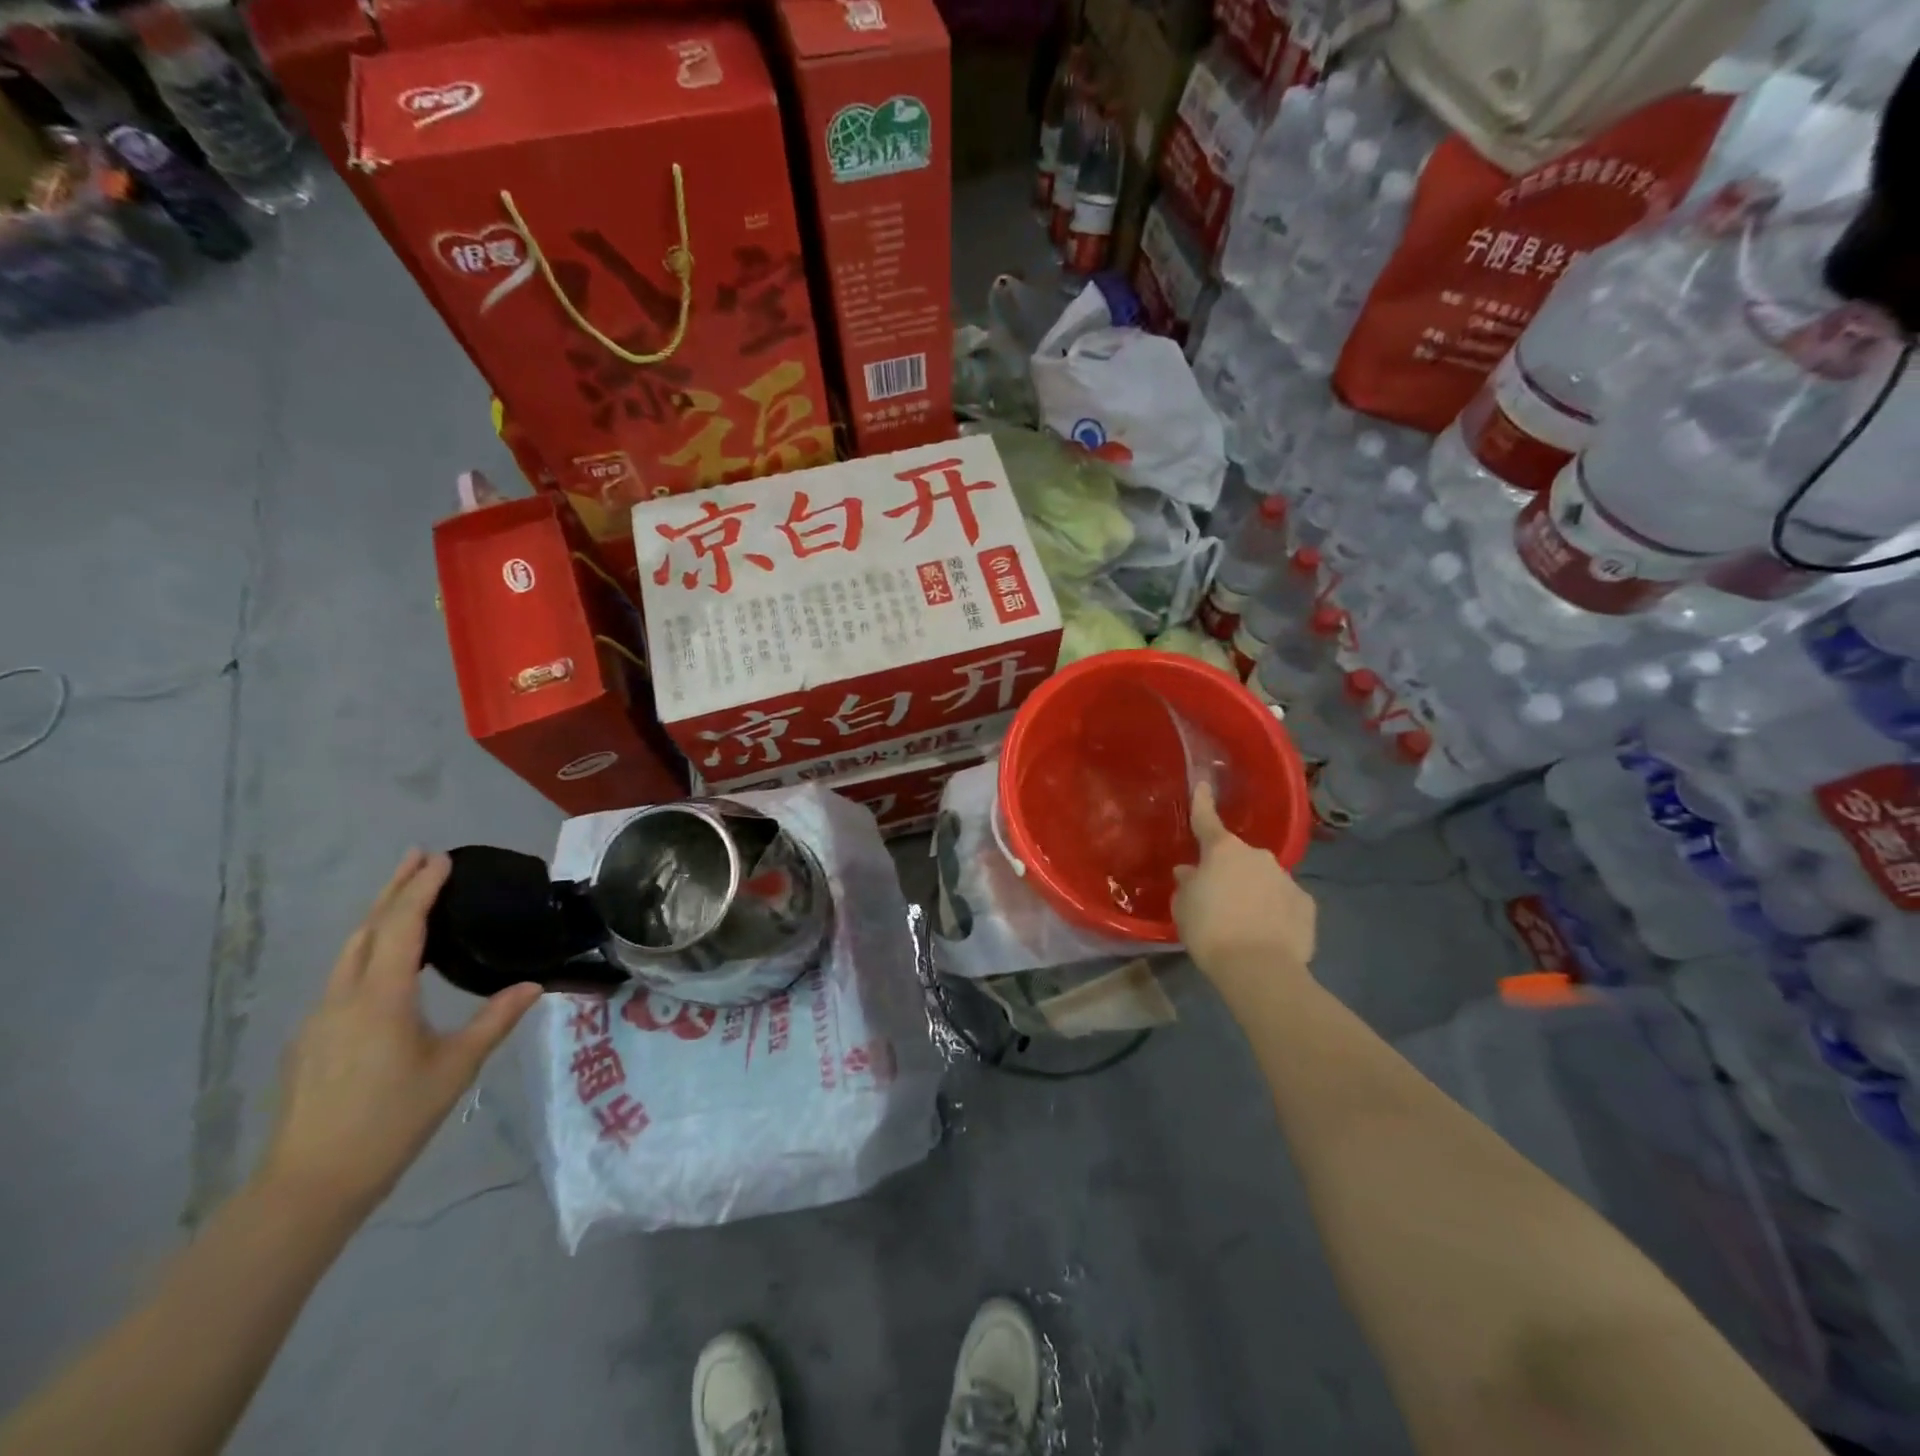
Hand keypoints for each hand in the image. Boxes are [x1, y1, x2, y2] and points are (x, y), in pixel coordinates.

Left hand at [256, 851, 542, 1220]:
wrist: (311, 1183)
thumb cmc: (393, 1120)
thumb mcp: (456, 1068)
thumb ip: (495, 1020)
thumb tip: (533, 985)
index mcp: (381, 998)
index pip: (403, 927)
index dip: (422, 890)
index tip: (441, 859)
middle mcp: (344, 997)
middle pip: (368, 929)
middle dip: (394, 890)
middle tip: (419, 857)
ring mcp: (321, 1018)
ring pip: (350, 952)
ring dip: (378, 917)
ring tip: (404, 897)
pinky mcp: (312, 1039)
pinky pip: (343, 977)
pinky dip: (368, 950)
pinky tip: (386, 963)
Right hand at [1173, 783, 1316, 989]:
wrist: (1259, 968)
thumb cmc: (1210, 930)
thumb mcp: (1183, 907)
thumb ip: (1187, 884)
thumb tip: (1191, 872)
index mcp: (1223, 850)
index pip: (1207, 819)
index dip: (1202, 801)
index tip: (1203, 783)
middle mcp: (1257, 856)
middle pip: (1238, 857)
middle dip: (1229, 870)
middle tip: (1217, 896)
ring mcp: (1286, 878)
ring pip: (1263, 878)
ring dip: (1253, 891)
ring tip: (1243, 921)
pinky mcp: (1306, 905)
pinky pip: (1284, 901)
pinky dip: (1275, 911)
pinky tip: (1268, 932)